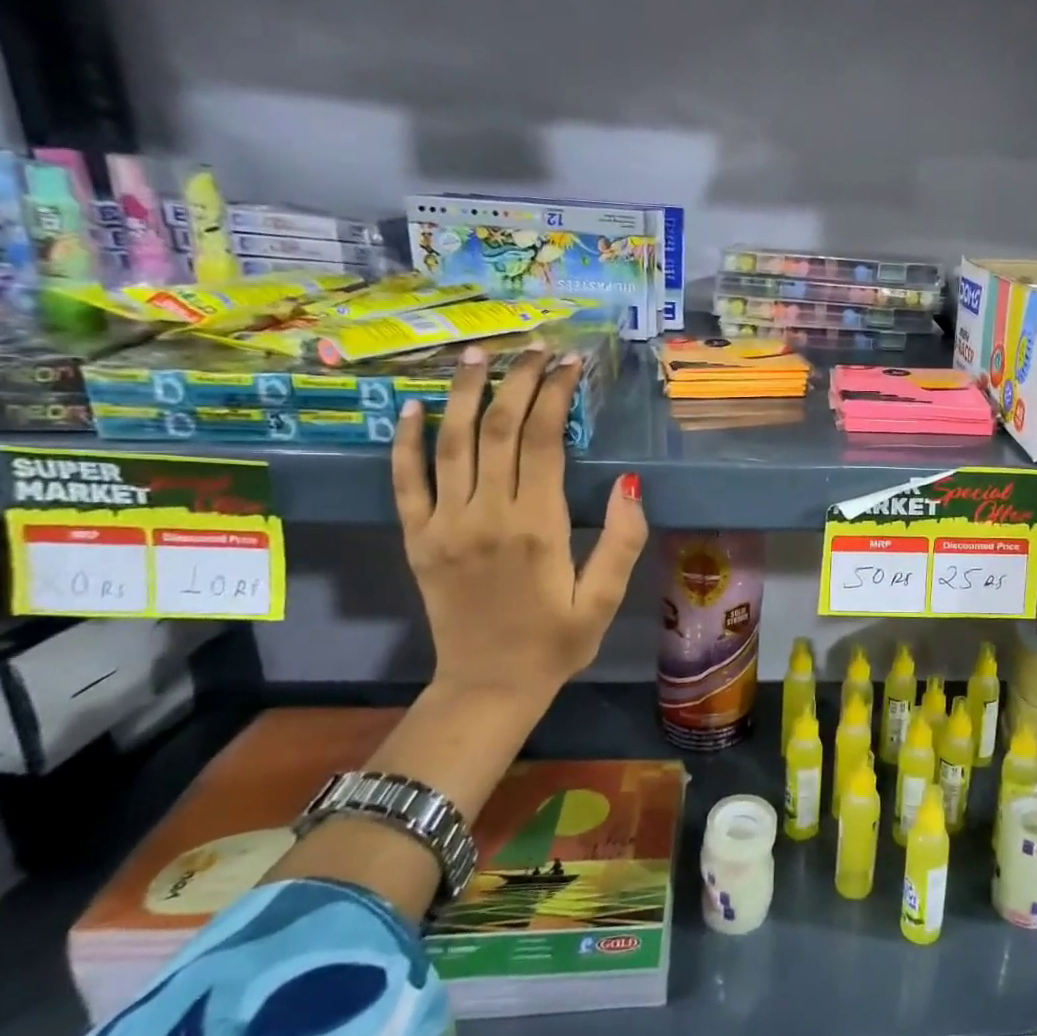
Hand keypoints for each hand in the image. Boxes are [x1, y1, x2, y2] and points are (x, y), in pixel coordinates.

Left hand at [391, 346, 647, 710]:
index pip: (544, 440)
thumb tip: (630, 482)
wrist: (487, 686)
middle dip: (518, 381)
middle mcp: (487, 515)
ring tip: (478, 355)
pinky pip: (406, 482)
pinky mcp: (417, 539)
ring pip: (452, 443)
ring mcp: (444, 525)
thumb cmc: (556, 643)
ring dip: (465, 394)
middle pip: (499, 429)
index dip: (556, 394)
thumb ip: (622, 540)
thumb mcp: (605, 599)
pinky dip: (406, 442)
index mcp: (537, 527)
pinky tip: (412, 408)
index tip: (570, 364)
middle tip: (535, 348)